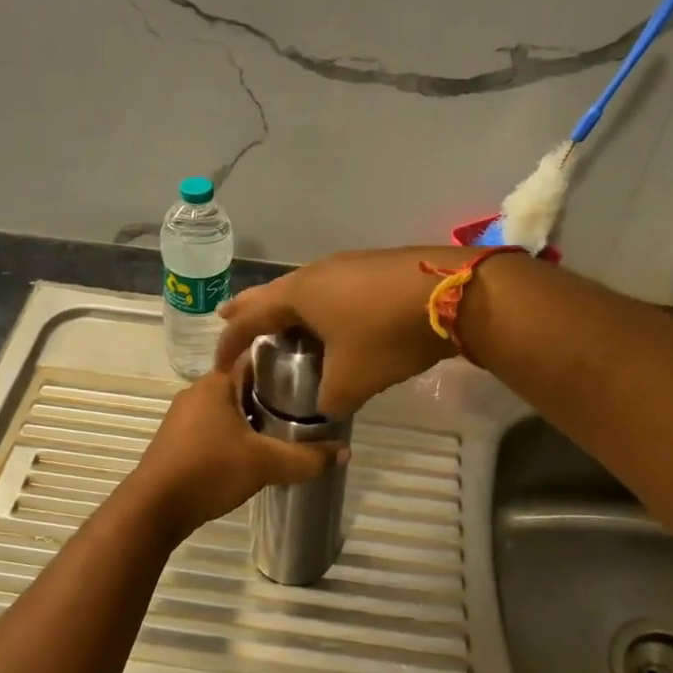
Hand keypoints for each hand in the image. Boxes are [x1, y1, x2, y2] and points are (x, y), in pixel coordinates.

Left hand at [127, 367, 343, 535]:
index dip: (285, 363)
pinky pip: (215, 426)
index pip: (256, 358)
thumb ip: (307, 458)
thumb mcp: (265, 463)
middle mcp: (198, 391)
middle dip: (273, 394)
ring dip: (255, 416)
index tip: (312, 372)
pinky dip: (236, 433)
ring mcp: (184, 416)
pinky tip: (254, 451)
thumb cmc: (209, 470)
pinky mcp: (178, 440)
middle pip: (244, 383)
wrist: (154, 508)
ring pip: (230, 407)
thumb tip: (345, 453)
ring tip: (287, 430)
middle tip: (307, 407)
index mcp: (216, 382)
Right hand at [215, 247, 465, 417]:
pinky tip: (333, 314)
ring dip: (288, 305)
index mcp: (299, 295)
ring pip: (305, 286)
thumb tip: (324, 408)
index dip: (230, 341)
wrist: (455, 294)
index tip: (218, 362)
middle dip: (249, 307)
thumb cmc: (388, 335)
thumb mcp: (353, 380)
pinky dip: (319, 302)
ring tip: (281, 318)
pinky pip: (332, 285)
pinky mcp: (376, 265)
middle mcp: (317, 272)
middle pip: (272, 291)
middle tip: (227, 316)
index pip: (249, 318)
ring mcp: (349, 264)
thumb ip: (328, 400)